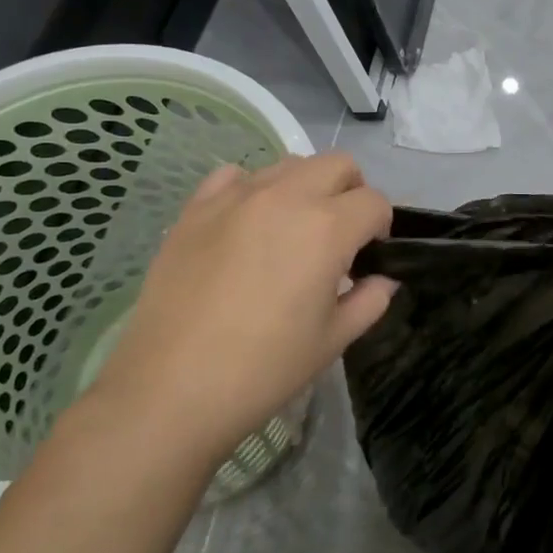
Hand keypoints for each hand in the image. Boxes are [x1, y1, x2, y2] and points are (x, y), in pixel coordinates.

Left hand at [87, 153, 395, 466]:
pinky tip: (246, 225)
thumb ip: (369, 301)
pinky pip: (234, 175)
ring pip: (288, 164)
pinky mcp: (196, 208)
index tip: (369, 255)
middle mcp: (286, 197)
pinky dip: (252, 189)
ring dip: (305, 187)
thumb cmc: (264, 369)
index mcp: (327, 228)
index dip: (381, 227)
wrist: (171, 389)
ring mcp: (236, 197)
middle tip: (339, 235)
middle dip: (351, 192)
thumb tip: (382, 279)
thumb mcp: (332, 340)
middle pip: (338, 165)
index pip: (375, 202)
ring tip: (292, 230)